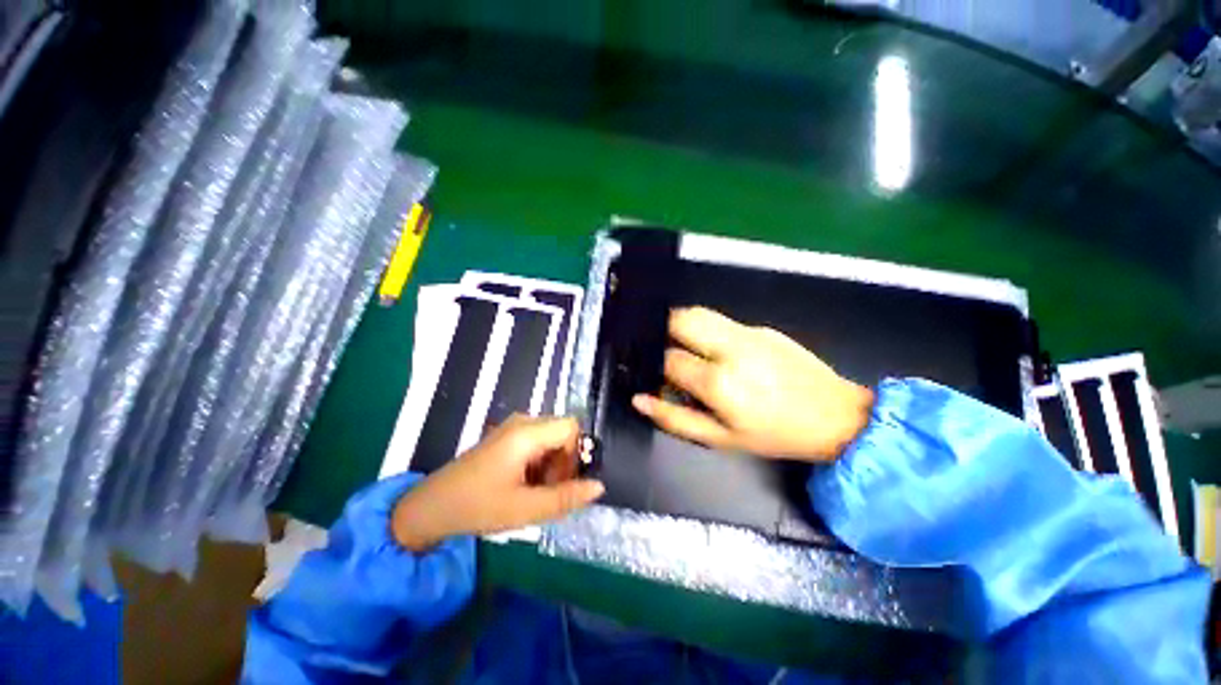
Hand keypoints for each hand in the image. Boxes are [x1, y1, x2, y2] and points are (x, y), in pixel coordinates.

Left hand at [392, 416, 604, 550]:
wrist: (431, 507)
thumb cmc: (477, 506)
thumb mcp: (525, 509)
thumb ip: (566, 498)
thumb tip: (599, 487)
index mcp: (527, 433)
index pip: (571, 427)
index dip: (576, 454)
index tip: (563, 483)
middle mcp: (522, 422)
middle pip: (562, 432)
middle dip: (564, 462)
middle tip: (549, 492)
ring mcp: (513, 428)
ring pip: (551, 438)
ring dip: (552, 464)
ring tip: (535, 492)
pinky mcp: (507, 437)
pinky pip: (537, 442)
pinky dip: (540, 462)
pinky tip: (524, 485)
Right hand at [632, 307, 873, 462]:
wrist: (836, 416)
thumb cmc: (774, 434)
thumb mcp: (720, 439)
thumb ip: (674, 418)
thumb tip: (639, 400)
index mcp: (718, 382)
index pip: (669, 359)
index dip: (657, 365)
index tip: (659, 374)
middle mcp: (730, 348)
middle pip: (681, 319)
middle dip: (663, 329)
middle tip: (662, 348)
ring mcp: (749, 332)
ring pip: (700, 312)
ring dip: (683, 324)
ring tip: (683, 344)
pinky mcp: (762, 327)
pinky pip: (723, 322)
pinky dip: (708, 331)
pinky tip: (717, 350)